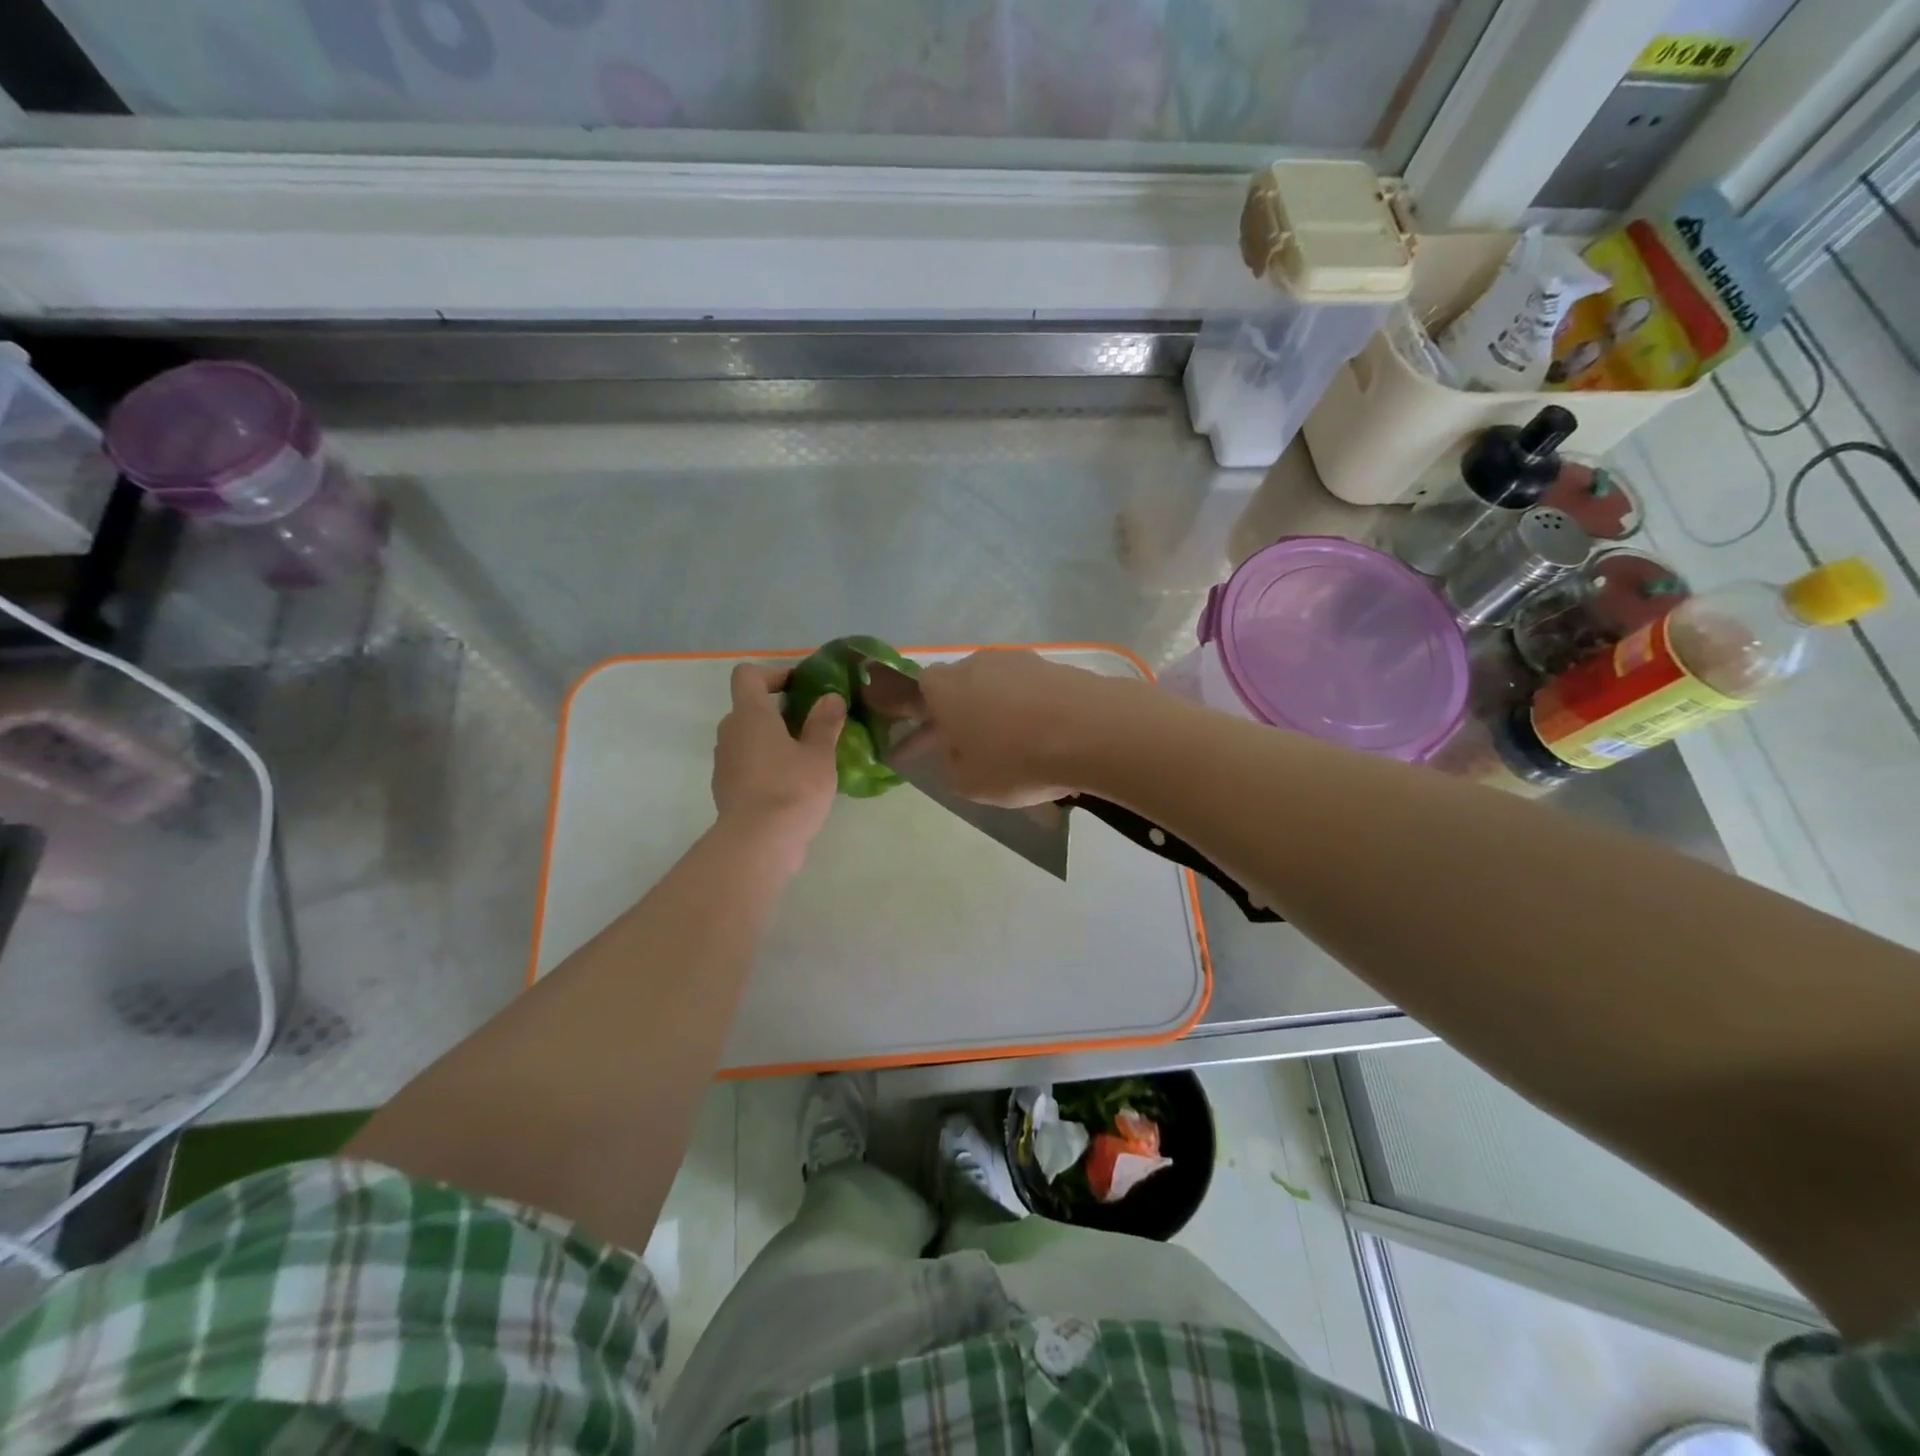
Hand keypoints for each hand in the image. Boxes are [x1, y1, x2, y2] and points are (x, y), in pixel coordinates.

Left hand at [712, 663, 844, 864]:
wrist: (758, 843)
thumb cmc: (792, 788)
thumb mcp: (820, 754)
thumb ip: (825, 722)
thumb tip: (830, 697)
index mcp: (750, 714)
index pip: (748, 675)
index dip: (773, 673)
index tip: (800, 686)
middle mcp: (730, 732)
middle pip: (748, 707)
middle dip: (778, 711)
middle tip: (811, 725)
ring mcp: (723, 762)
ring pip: (747, 738)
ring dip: (772, 740)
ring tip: (805, 757)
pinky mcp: (725, 789)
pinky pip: (746, 764)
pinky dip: (765, 765)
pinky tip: (791, 785)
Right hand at [912, 649, 1120, 805]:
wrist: (1093, 730)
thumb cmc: (1017, 759)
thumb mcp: (968, 783)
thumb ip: (949, 767)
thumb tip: (955, 754)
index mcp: (945, 688)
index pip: (917, 691)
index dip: (916, 718)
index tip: (919, 743)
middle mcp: (977, 663)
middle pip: (958, 686)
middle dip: (957, 715)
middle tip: (965, 747)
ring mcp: (1018, 660)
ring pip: (995, 687)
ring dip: (994, 712)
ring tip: (1009, 746)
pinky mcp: (1054, 665)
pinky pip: (1028, 690)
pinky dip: (1027, 710)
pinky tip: (1040, 735)